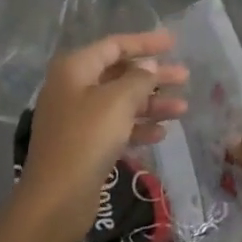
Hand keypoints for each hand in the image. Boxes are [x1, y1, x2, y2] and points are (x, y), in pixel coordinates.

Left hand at [21, 31, 188, 240]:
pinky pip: (116, 126)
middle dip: (153, 76)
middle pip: (120, 74)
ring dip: (151, 104)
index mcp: (75, 69)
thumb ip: (139, 78)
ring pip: (121, 102)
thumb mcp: (118, 101)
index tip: (174, 43)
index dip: (145, 43)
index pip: (115, 46)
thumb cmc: (87, 138)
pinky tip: (161, 134)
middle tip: (185, 77)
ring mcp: (77, 118)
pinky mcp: (84, 144)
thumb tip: (148, 66)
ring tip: (183, 109)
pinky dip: (138, 127)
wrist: (57, 198)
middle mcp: (73, 88)